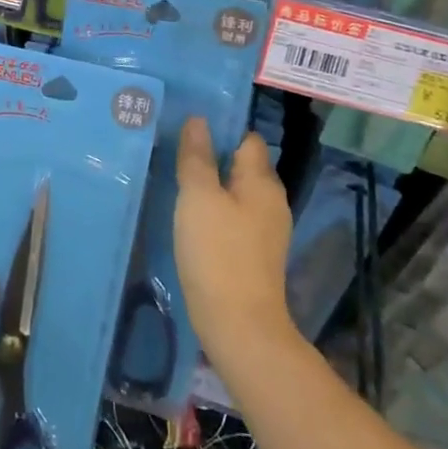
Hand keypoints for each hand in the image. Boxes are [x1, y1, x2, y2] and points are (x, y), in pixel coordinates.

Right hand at [174, 117, 294, 368]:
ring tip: (178, 182)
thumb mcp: (198, 197)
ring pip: (237, 193)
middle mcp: (271, 201)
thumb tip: (198, 121)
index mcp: (262, 181)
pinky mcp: (255, 254)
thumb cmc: (217, 253)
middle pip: (242, 165)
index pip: (246, 138)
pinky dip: (215, 212)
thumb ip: (197, 156)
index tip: (187, 129)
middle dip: (213, 157)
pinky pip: (234, 218)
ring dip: (212, 186)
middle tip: (175, 153)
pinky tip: (191, 219)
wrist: (240, 328)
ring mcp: (267, 230)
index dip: (220, 130)